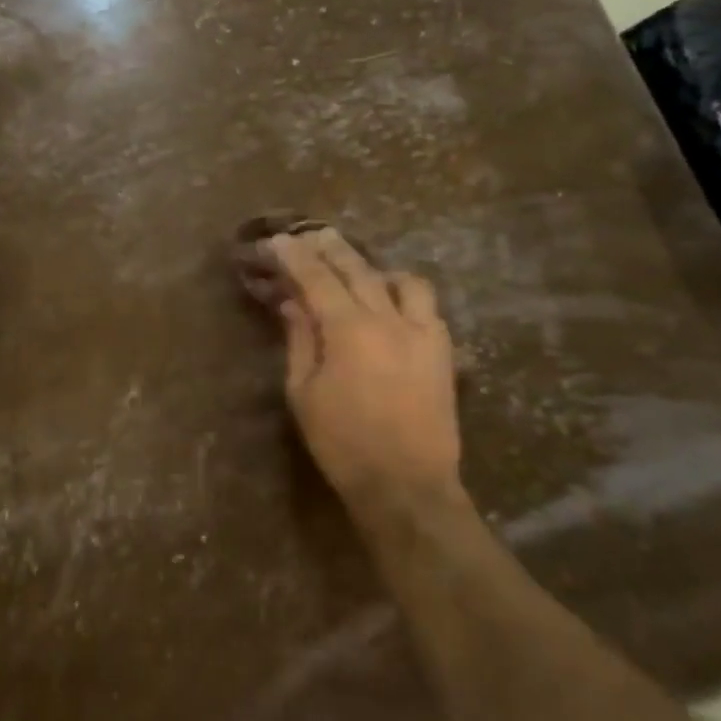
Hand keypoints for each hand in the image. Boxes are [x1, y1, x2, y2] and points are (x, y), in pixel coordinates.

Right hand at [235, 220, 462, 510]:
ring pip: (403, 281)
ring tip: (357, 272)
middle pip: (358, 269)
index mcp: (349, 330)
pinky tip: (391, 304)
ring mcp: (423, 333)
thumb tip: (292, 304)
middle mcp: (390, 320)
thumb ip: (299, 340)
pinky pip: (426, 307)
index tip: (277, 241)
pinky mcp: (443, 352)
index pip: (316, 278)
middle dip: (331, 248)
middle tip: (312, 235)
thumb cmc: (342, 443)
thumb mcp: (303, 392)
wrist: (406, 486)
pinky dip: (404, 294)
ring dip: (375, 268)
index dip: (294, 256)